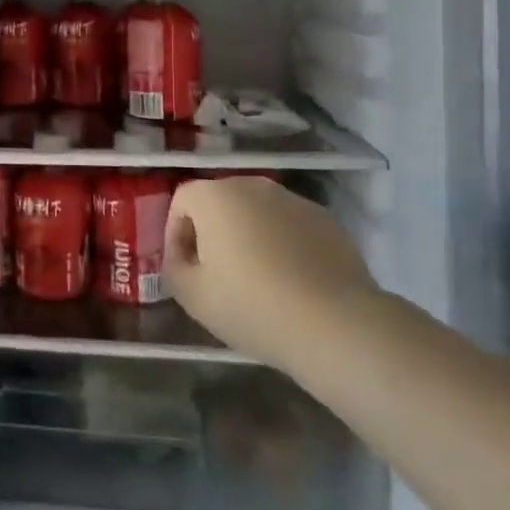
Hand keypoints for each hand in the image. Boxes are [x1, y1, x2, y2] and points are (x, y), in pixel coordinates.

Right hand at [165, 177, 377, 381]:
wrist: (335, 323)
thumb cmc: (252, 305)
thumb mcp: (192, 296)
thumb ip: (174, 268)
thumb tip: (182, 258)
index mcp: (216, 196)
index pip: (182, 200)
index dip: (175, 233)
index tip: (184, 268)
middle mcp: (253, 186)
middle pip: (220, 202)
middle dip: (212, 232)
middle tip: (216, 273)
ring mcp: (293, 200)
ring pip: (257, 213)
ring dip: (248, 236)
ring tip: (256, 279)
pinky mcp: (325, 220)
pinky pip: (289, 226)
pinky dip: (281, 244)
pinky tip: (290, 281)